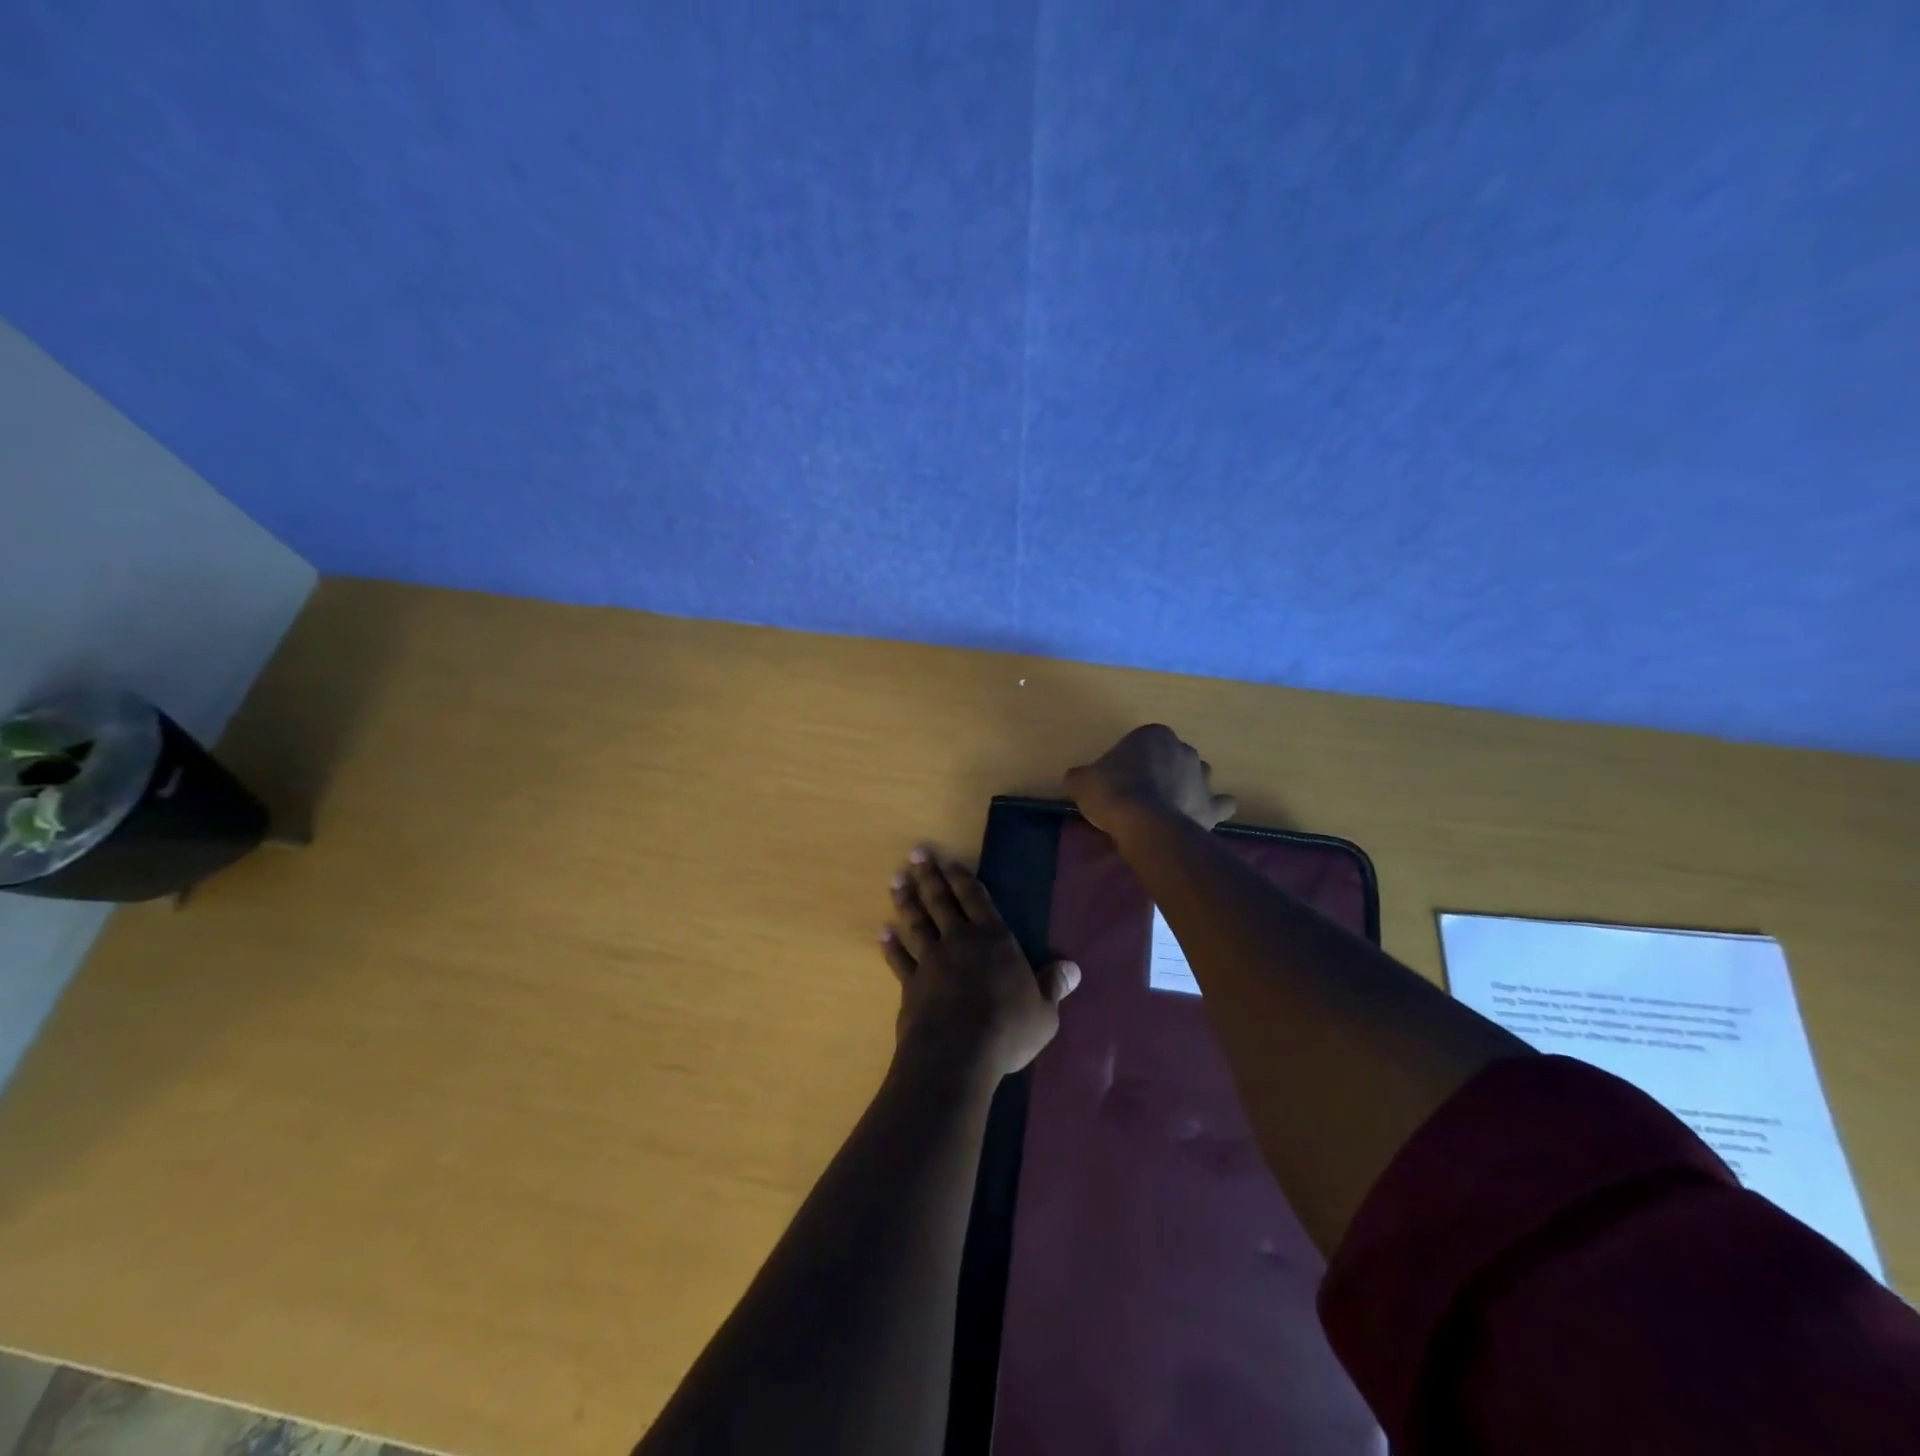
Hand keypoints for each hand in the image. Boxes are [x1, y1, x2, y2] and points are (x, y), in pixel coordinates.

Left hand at [882, 848, 1078, 1079]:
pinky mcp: (911, 984)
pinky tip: (883, 932)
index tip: (949, 861)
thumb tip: (1072, 968)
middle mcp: (960, 941)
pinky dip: (891, 946)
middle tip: (916, 853)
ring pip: (917, 923)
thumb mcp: (1043, 1012)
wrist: (957, 1054)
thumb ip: (1053, 986)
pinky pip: (899, 960)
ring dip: (906, 901)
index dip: (963, 878)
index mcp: (994, 940)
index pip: (977, 899)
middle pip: (942, 901)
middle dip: (929, 876)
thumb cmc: (1007, 1030)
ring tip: (896, 881)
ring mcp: (931, 961)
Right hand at [1064, 724, 1237, 834]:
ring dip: (1187, 787)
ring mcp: (1203, 777)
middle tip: (1141, 793)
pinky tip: (1201, 816)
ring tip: (1168, 807)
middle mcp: (1184, 749)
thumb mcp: (1082, 780)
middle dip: (1162, 771)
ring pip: (1198, 776)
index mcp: (1154, 735)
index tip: (1119, 778)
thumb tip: (1075, 778)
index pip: (1142, 742)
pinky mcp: (1212, 805)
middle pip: (1172, 757)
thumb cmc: (1112, 792)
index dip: (1131, 760)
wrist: (1143, 823)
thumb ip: (1081, 776)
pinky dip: (1213, 809)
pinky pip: (1220, 804)